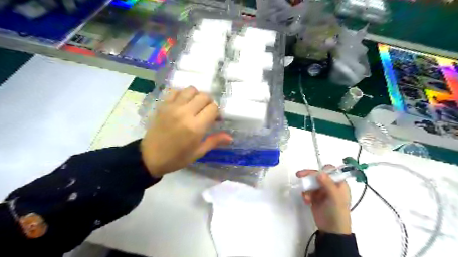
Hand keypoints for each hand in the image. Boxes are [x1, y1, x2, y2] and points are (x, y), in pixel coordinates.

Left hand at [139, 87, 232, 176]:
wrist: (150, 157)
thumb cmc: (177, 158)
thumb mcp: (198, 152)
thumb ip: (214, 141)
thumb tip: (230, 137)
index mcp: (195, 127)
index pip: (213, 108)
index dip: (217, 112)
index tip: (215, 119)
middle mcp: (185, 113)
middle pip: (204, 96)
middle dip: (209, 103)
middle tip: (206, 112)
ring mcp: (172, 107)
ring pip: (191, 90)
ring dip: (196, 96)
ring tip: (195, 106)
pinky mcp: (163, 105)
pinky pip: (175, 91)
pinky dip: (182, 94)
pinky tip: (182, 103)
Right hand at [298, 165, 350, 234]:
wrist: (332, 231)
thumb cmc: (337, 213)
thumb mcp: (335, 198)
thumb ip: (328, 184)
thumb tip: (319, 172)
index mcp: (339, 184)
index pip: (331, 171)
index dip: (323, 170)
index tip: (314, 173)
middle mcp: (330, 186)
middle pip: (318, 175)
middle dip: (309, 176)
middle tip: (299, 175)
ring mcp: (322, 192)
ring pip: (311, 183)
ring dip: (307, 187)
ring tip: (306, 197)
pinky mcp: (315, 197)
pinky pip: (307, 191)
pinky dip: (306, 194)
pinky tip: (307, 201)